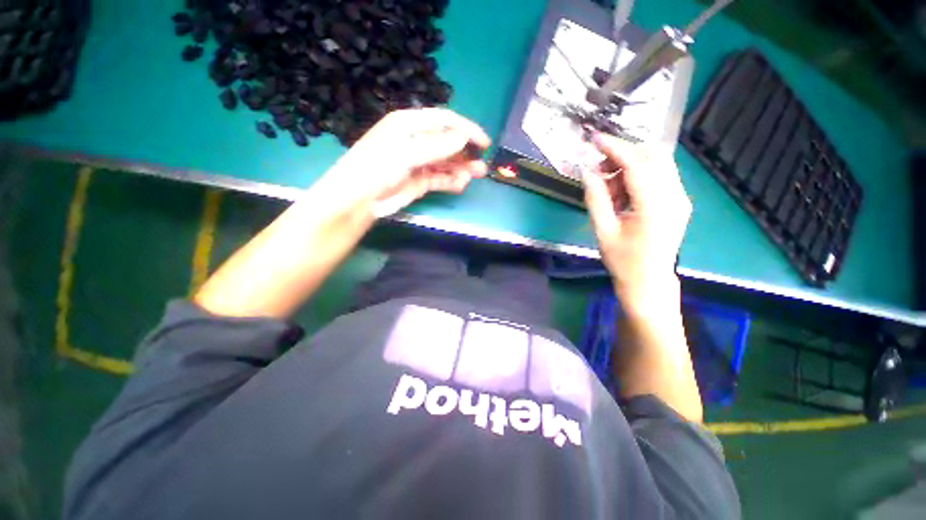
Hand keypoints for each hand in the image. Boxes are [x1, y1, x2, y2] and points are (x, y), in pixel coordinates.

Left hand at [322, 108, 490, 215]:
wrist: (359, 200)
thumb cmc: (377, 169)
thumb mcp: (405, 154)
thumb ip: (436, 146)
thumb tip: (463, 138)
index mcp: (409, 124)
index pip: (444, 121)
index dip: (466, 129)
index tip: (484, 142)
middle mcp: (415, 141)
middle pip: (447, 142)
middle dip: (466, 152)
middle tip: (482, 164)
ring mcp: (419, 163)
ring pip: (446, 162)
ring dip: (461, 168)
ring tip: (475, 176)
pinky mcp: (420, 181)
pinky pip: (440, 178)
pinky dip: (451, 181)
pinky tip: (460, 185)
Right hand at [582, 133, 691, 312]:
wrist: (649, 281)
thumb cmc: (623, 261)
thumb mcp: (602, 230)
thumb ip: (595, 198)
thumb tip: (587, 171)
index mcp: (655, 207)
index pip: (637, 164)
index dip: (615, 147)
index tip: (595, 138)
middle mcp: (675, 197)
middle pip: (653, 156)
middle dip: (623, 154)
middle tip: (599, 167)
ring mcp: (680, 198)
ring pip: (657, 164)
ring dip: (629, 166)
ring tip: (608, 187)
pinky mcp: (678, 201)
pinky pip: (659, 176)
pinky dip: (637, 176)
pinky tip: (622, 194)